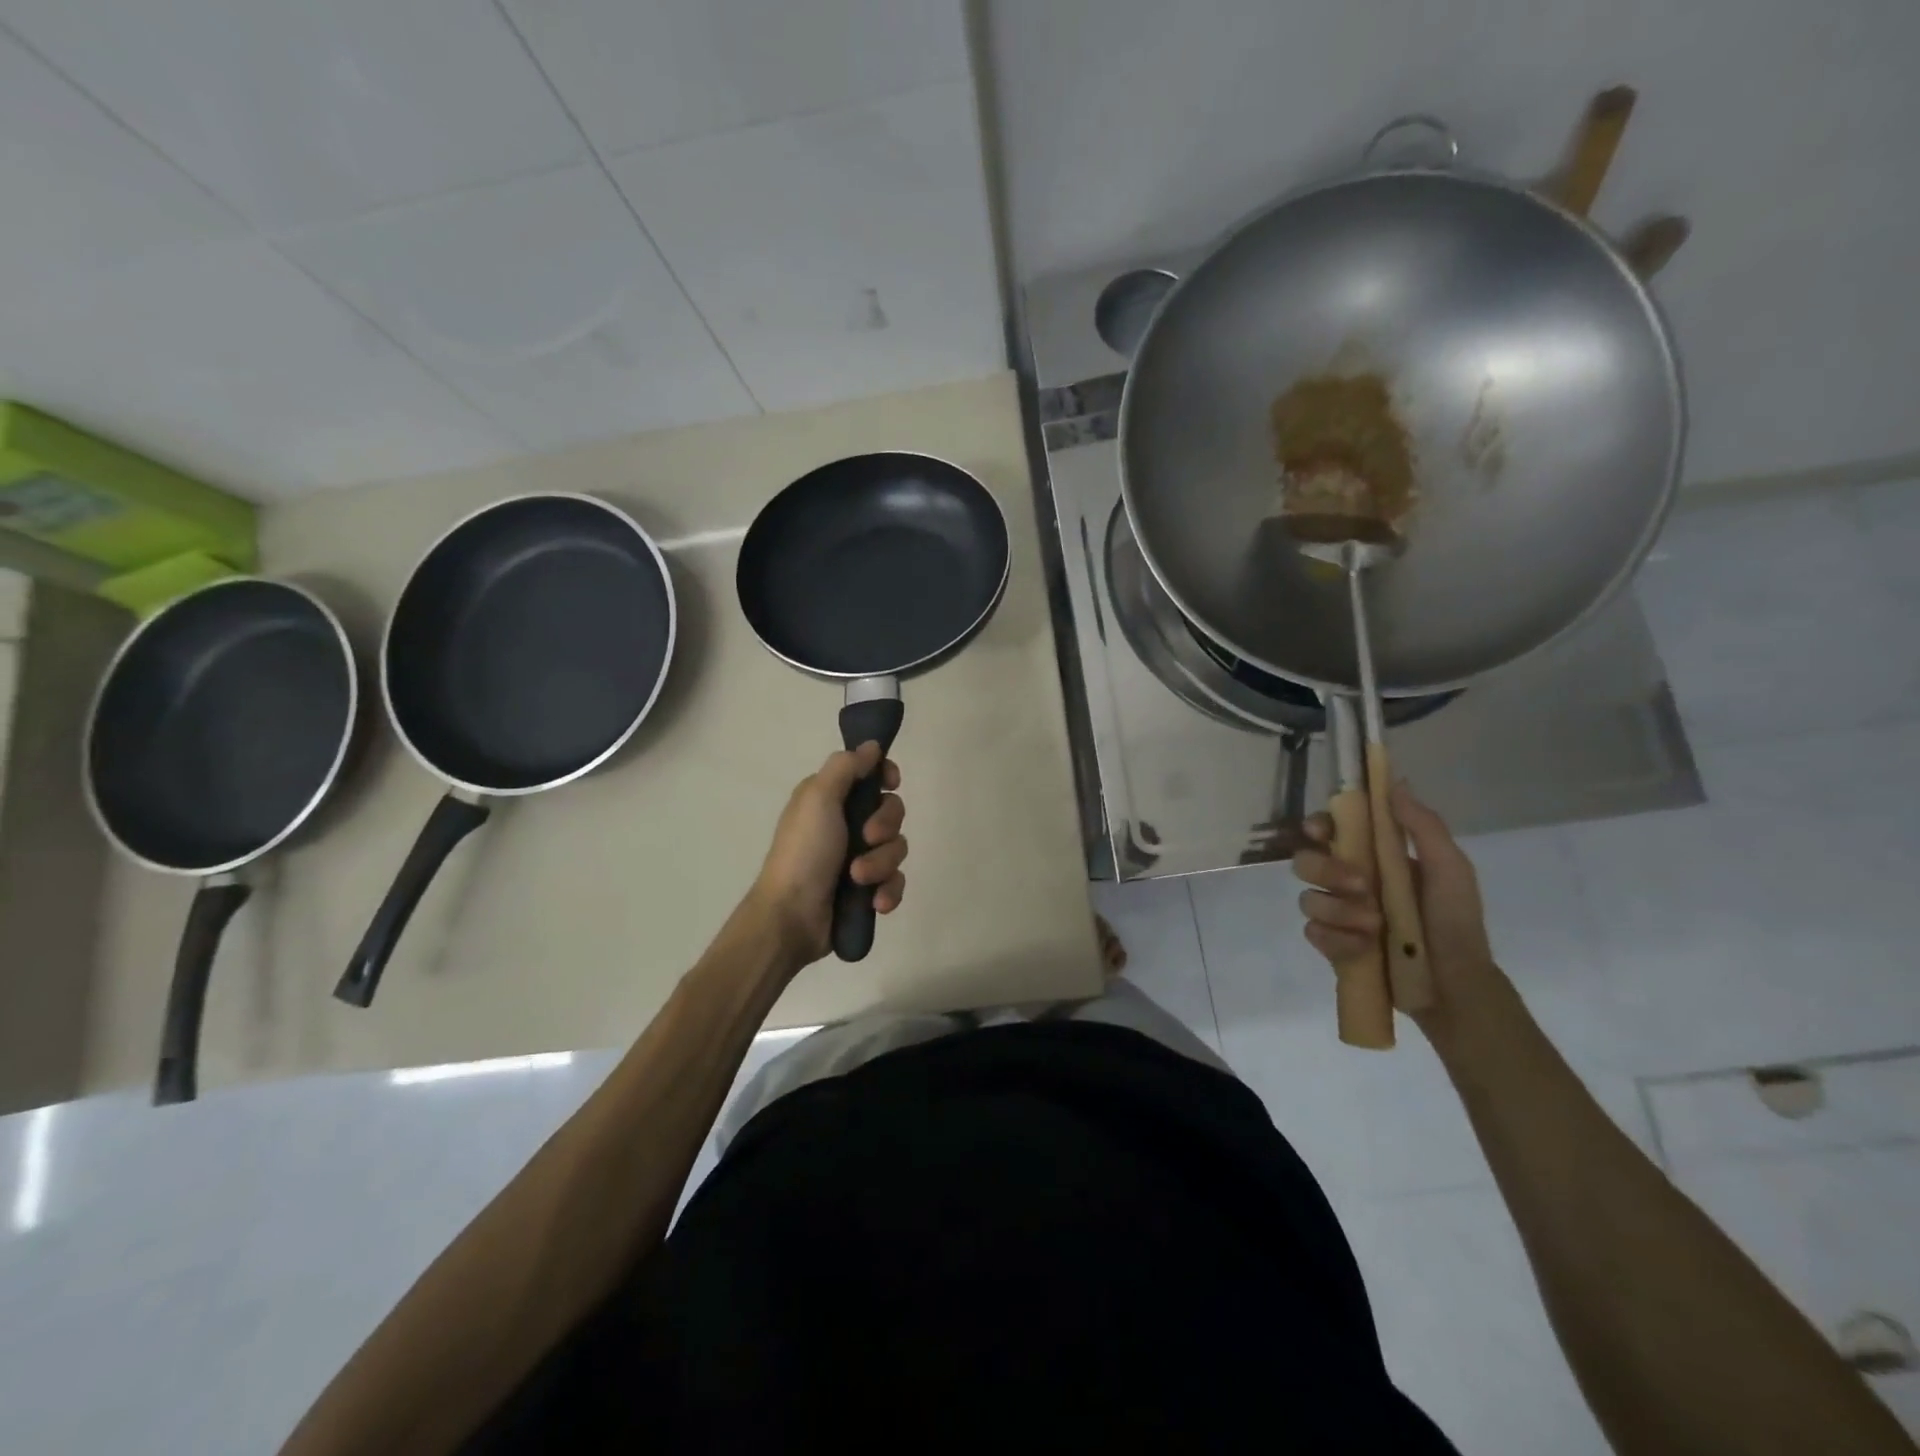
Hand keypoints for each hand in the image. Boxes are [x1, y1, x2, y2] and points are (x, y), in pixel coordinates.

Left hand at [750, 742, 907, 963]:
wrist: (791, 918)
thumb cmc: (803, 852)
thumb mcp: (818, 798)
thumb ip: (846, 767)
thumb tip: (872, 746)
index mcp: (830, 799)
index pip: (871, 775)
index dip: (885, 776)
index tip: (890, 782)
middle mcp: (846, 824)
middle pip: (892, 811)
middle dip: (885, 826)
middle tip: (866, 838)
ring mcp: (858, 858)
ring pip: (896, 848)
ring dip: (881, 864)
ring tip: (858, 879)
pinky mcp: (867, 890)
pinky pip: (896, 882)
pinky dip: (888, 891)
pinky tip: (875, 903)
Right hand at [1292, 780, 1505, 1039]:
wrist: (1455, 985)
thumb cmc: (1455, 922)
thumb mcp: (1451, 869)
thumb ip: (1423, 826)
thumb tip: (1396, 783)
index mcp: (1373, 857)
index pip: (1330, 830)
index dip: (1317, 825)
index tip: (1321, 831)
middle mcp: (1347, 881)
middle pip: (1305, 860)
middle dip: (1326, 869)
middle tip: (1361, 886)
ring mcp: (1337, 914)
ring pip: (1308, 898)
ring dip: (1339, 910)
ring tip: (1374, 928)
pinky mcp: (1331, 945)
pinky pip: (1313, 932)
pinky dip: (1338, 939)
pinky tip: (1363, 948)